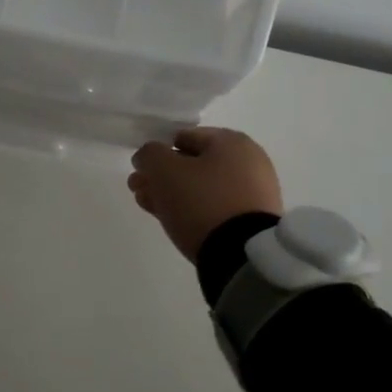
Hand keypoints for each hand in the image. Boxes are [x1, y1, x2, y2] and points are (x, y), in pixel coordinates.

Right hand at [128, 127, 282, 261]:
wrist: (241, 254)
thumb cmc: (202, 201)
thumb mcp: (165, 171)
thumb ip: (149, 155)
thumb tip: (147, 156)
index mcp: (232, 142)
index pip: (184, 137)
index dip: (158, 152)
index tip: (140, 171)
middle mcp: (248, 162)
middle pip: (192, 165)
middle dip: (162, 176)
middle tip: (138, 191)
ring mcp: (253, 193)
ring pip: (202, 188)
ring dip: (172, 194)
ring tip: (150, 208)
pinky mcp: (252, 221)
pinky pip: (215, 207)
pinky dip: (193, 210)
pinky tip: (172, 220)